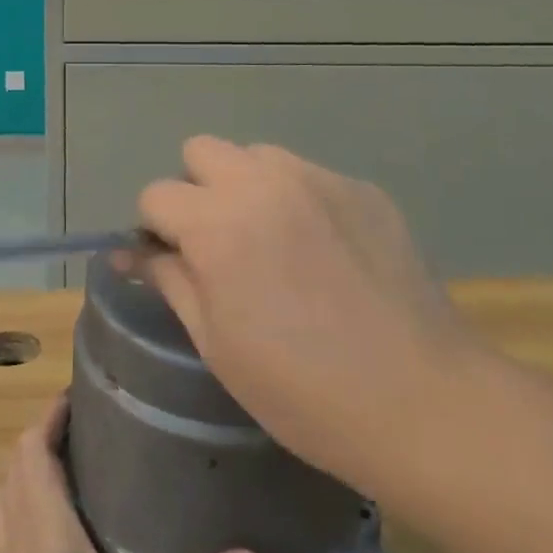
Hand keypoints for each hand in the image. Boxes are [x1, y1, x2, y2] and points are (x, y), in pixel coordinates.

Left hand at [0, 397, 268, 552]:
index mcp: (43, 528)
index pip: (32, 448)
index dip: (50, 412)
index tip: (81, 389)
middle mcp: (18, 540)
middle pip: (17, 465)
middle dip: (45, 434)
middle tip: (87, 421)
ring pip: (7, 498)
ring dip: (30, 469)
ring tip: (71, 461)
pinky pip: (8, 532)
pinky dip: (25, 509)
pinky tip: (57, 535)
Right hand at [134, 136, 477, 494]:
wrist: (422, 401)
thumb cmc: (303, 390)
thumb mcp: (217, 344)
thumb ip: (170, 281)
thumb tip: (131, 253)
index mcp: (218, 223)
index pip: (156, 194)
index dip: (155, 230)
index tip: (174, 263)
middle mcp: (263, 181)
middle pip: (202, 151)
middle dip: (196, 190)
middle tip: (219, 244)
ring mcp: (318, 178)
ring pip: (257, 156)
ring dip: (247, 187)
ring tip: (273, 243)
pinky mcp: (361, 187)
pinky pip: (309, 176)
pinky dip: (299, 201)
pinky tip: (325, 254)